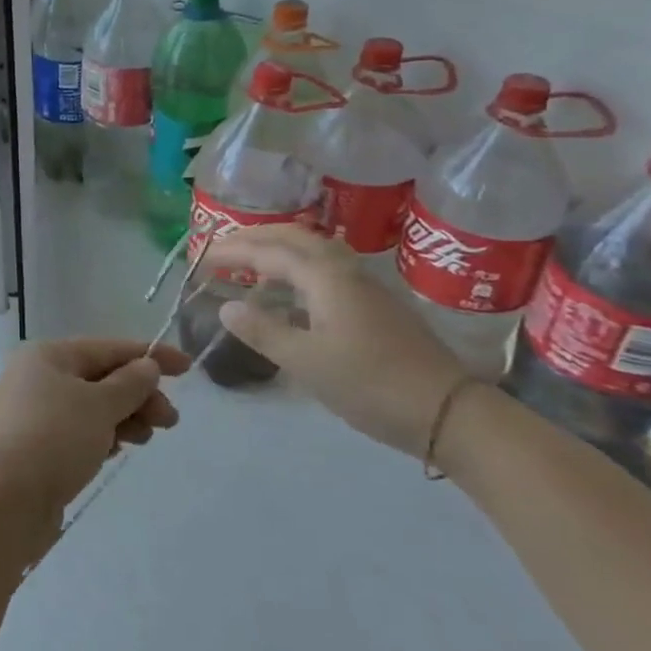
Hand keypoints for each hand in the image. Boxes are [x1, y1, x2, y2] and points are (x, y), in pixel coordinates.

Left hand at [0, 338, 189, 545]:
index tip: (188, 368)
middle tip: (169, 421)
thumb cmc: (52, 438)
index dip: (149, 355)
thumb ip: (129, 384)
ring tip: (143, 439)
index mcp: (47, 356)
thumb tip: (145, 366)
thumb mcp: (98, 405)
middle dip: (138, 395)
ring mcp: (34, 416)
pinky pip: (79, 433)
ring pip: (91, 408)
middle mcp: (37, 379)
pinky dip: (102, 437)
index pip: (107, 348)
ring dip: (124, 418)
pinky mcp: (36, 449)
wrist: (0, 500)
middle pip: (100, 378)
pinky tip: (116, 451)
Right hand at [203, 225, 465, 459]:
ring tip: (251, 264)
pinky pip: (326, 269)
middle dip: (255, 238)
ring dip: (279, 250)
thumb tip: (227, 308)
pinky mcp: (376, 306)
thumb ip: (262, 331)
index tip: (201, 258)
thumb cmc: (370, 384)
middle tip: (223, 249)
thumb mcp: (306, 361)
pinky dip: (297, 268)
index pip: (269, 252)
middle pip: (295, 238)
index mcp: (326, 277)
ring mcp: (365, 287)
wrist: (449, 412)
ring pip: (315, 251)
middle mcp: (345, 271)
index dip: (233, 252)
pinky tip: (289, 293)